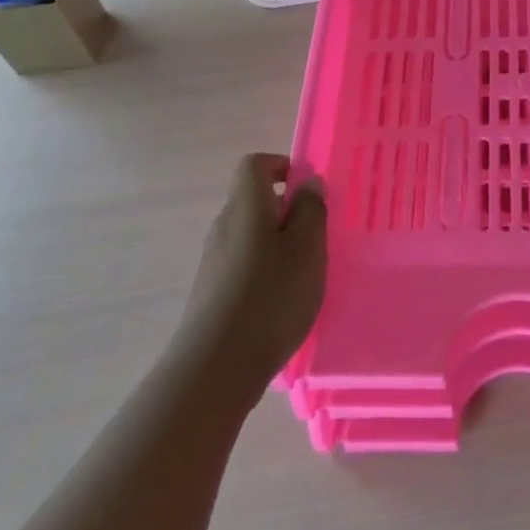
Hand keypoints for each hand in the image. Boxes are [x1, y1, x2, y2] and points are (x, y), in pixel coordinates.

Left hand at [181, 154, 326, 394]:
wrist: (217, 365)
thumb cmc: (271, 296)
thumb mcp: (307, 248)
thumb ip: (311, 210)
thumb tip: (308, 182)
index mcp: (246, 206)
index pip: (254, 165)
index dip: (281, 166)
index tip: (308, 191)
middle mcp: (224, 226)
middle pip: (253, 200)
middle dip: (286, 211)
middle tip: (317, 237)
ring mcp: (214, 260)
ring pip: (250, 235)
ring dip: (278, 244)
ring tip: (305, 274)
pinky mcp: (212, 291)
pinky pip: (243, 264)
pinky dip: (265, 270)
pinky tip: (282, 301)